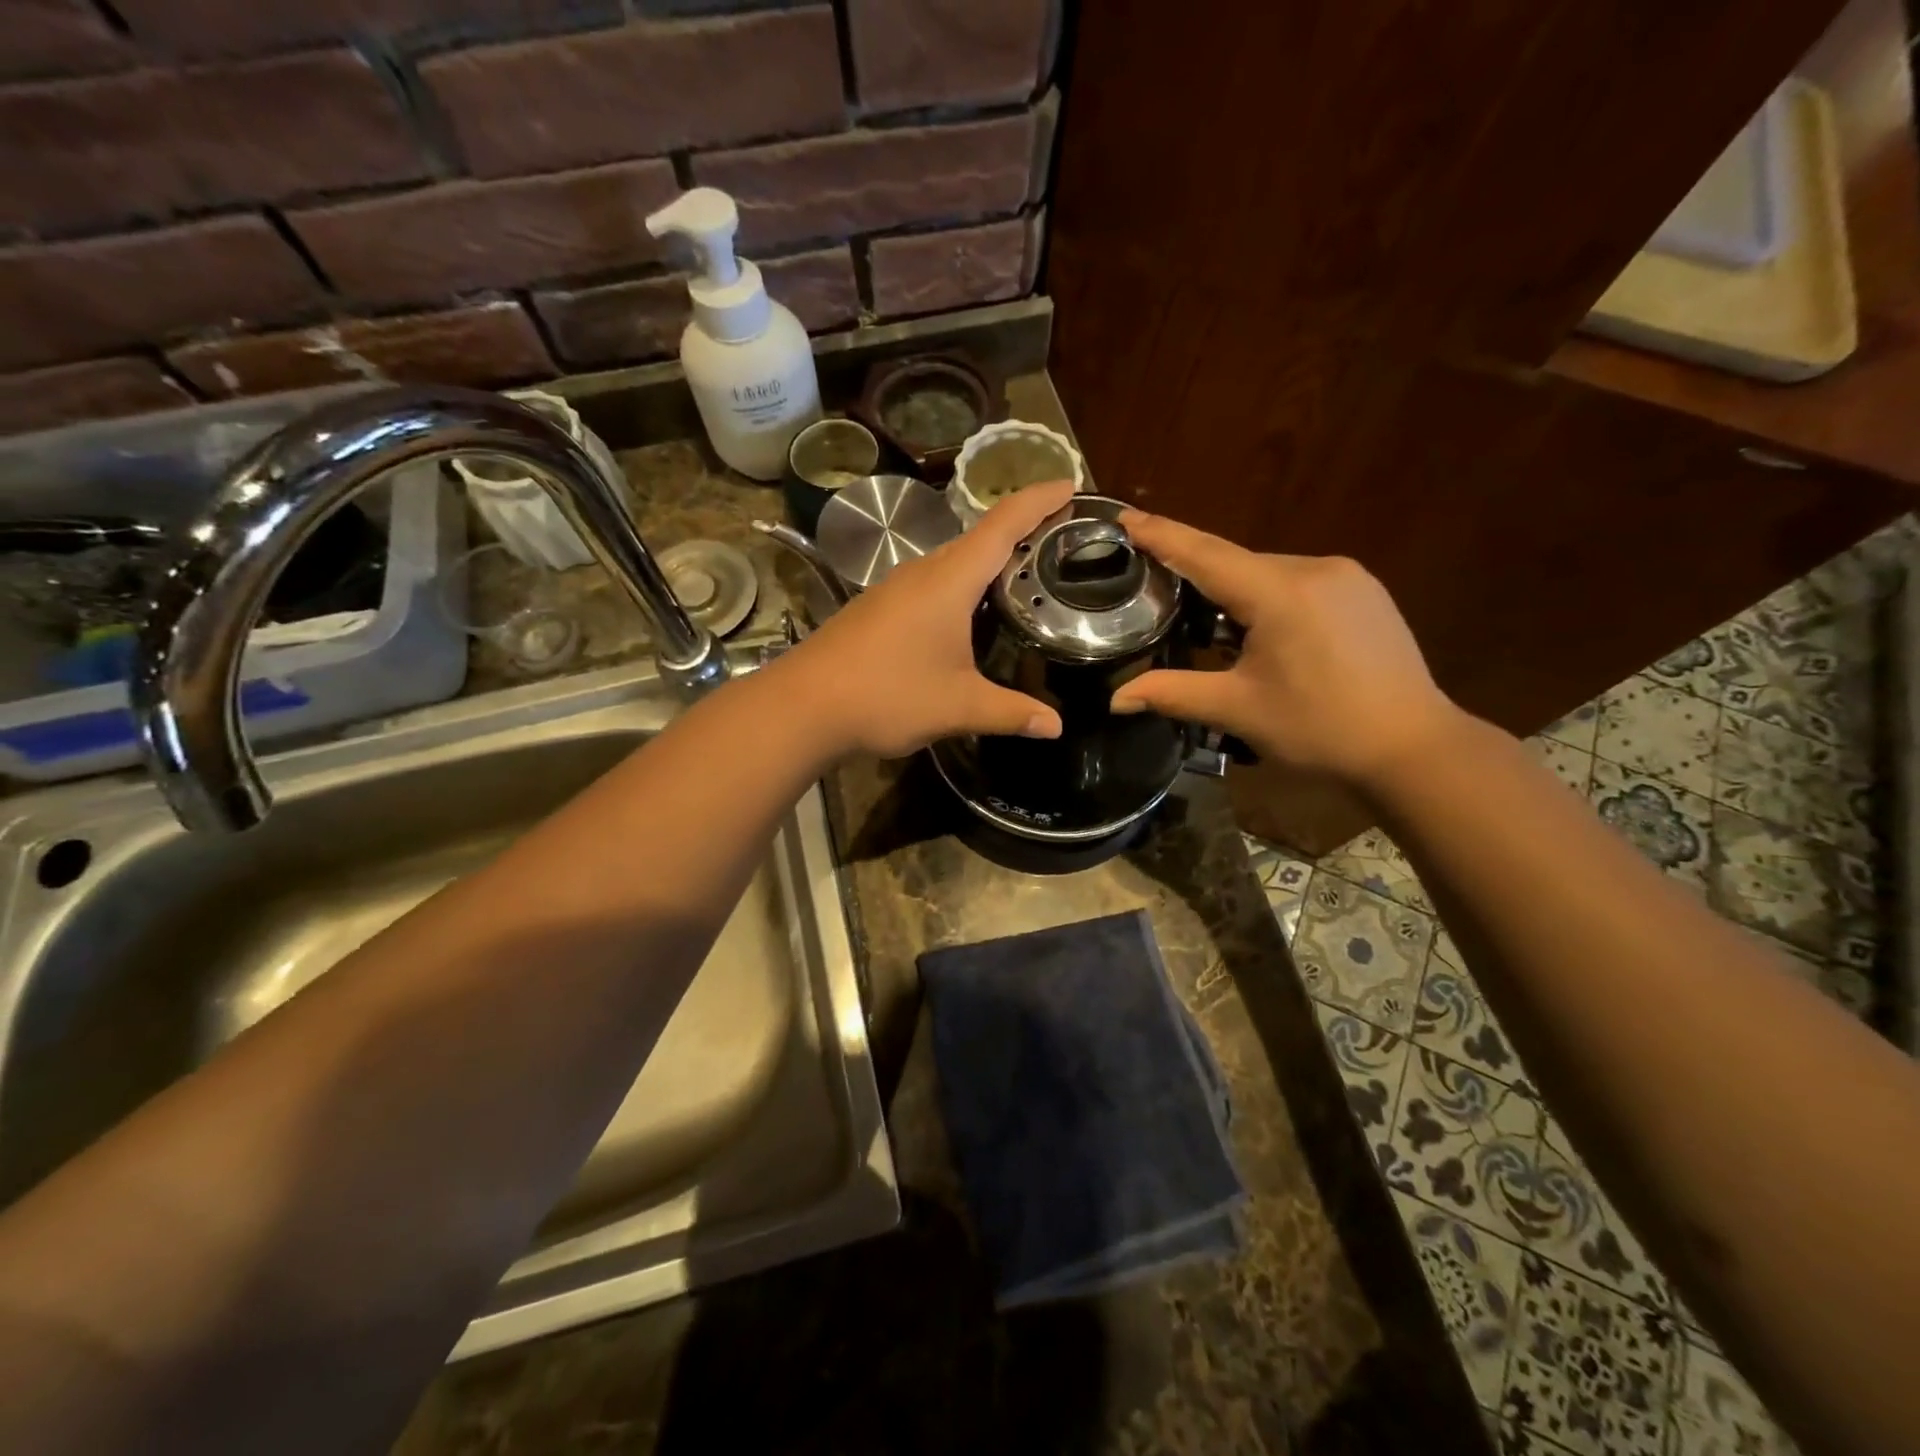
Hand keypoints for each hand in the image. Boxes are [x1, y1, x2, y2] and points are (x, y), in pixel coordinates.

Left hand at [776, 480, 1073, 759]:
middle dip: (1021, 530)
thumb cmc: (887, 696)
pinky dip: (961, 586)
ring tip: (1023, 576)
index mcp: (949, 580)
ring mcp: (894, 588)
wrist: (803, 707)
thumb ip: (1011, 712)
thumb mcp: (958, 706)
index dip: (1039, 500)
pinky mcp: (877, 608)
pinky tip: (969, 616)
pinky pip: (931, 584)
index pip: (1003, 524)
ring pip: (952, 562)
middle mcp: (922, 572)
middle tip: (1061, 539)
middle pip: (979, 538)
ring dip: (988, 561)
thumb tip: (1056, 726)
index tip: (1072, 485)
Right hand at [1109, 510, 1462, 786]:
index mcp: (1280, 593)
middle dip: (1195, 574)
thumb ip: (1172, 693)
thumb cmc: (1320, 729)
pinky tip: (1260, 632)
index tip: (1124, 518)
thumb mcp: (1237, 710)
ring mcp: (1347, 577)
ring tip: (1210, 630)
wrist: (1414, 747)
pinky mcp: (1364, 592)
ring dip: (1233, 592)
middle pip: (1236, 562)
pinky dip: (1267, 597)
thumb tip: (1114, 700)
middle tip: (1156, 592)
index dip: (1161, 535)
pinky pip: (1298, 582)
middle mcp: (1315, 569)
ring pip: (1267, 572)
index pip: (1205, 554)